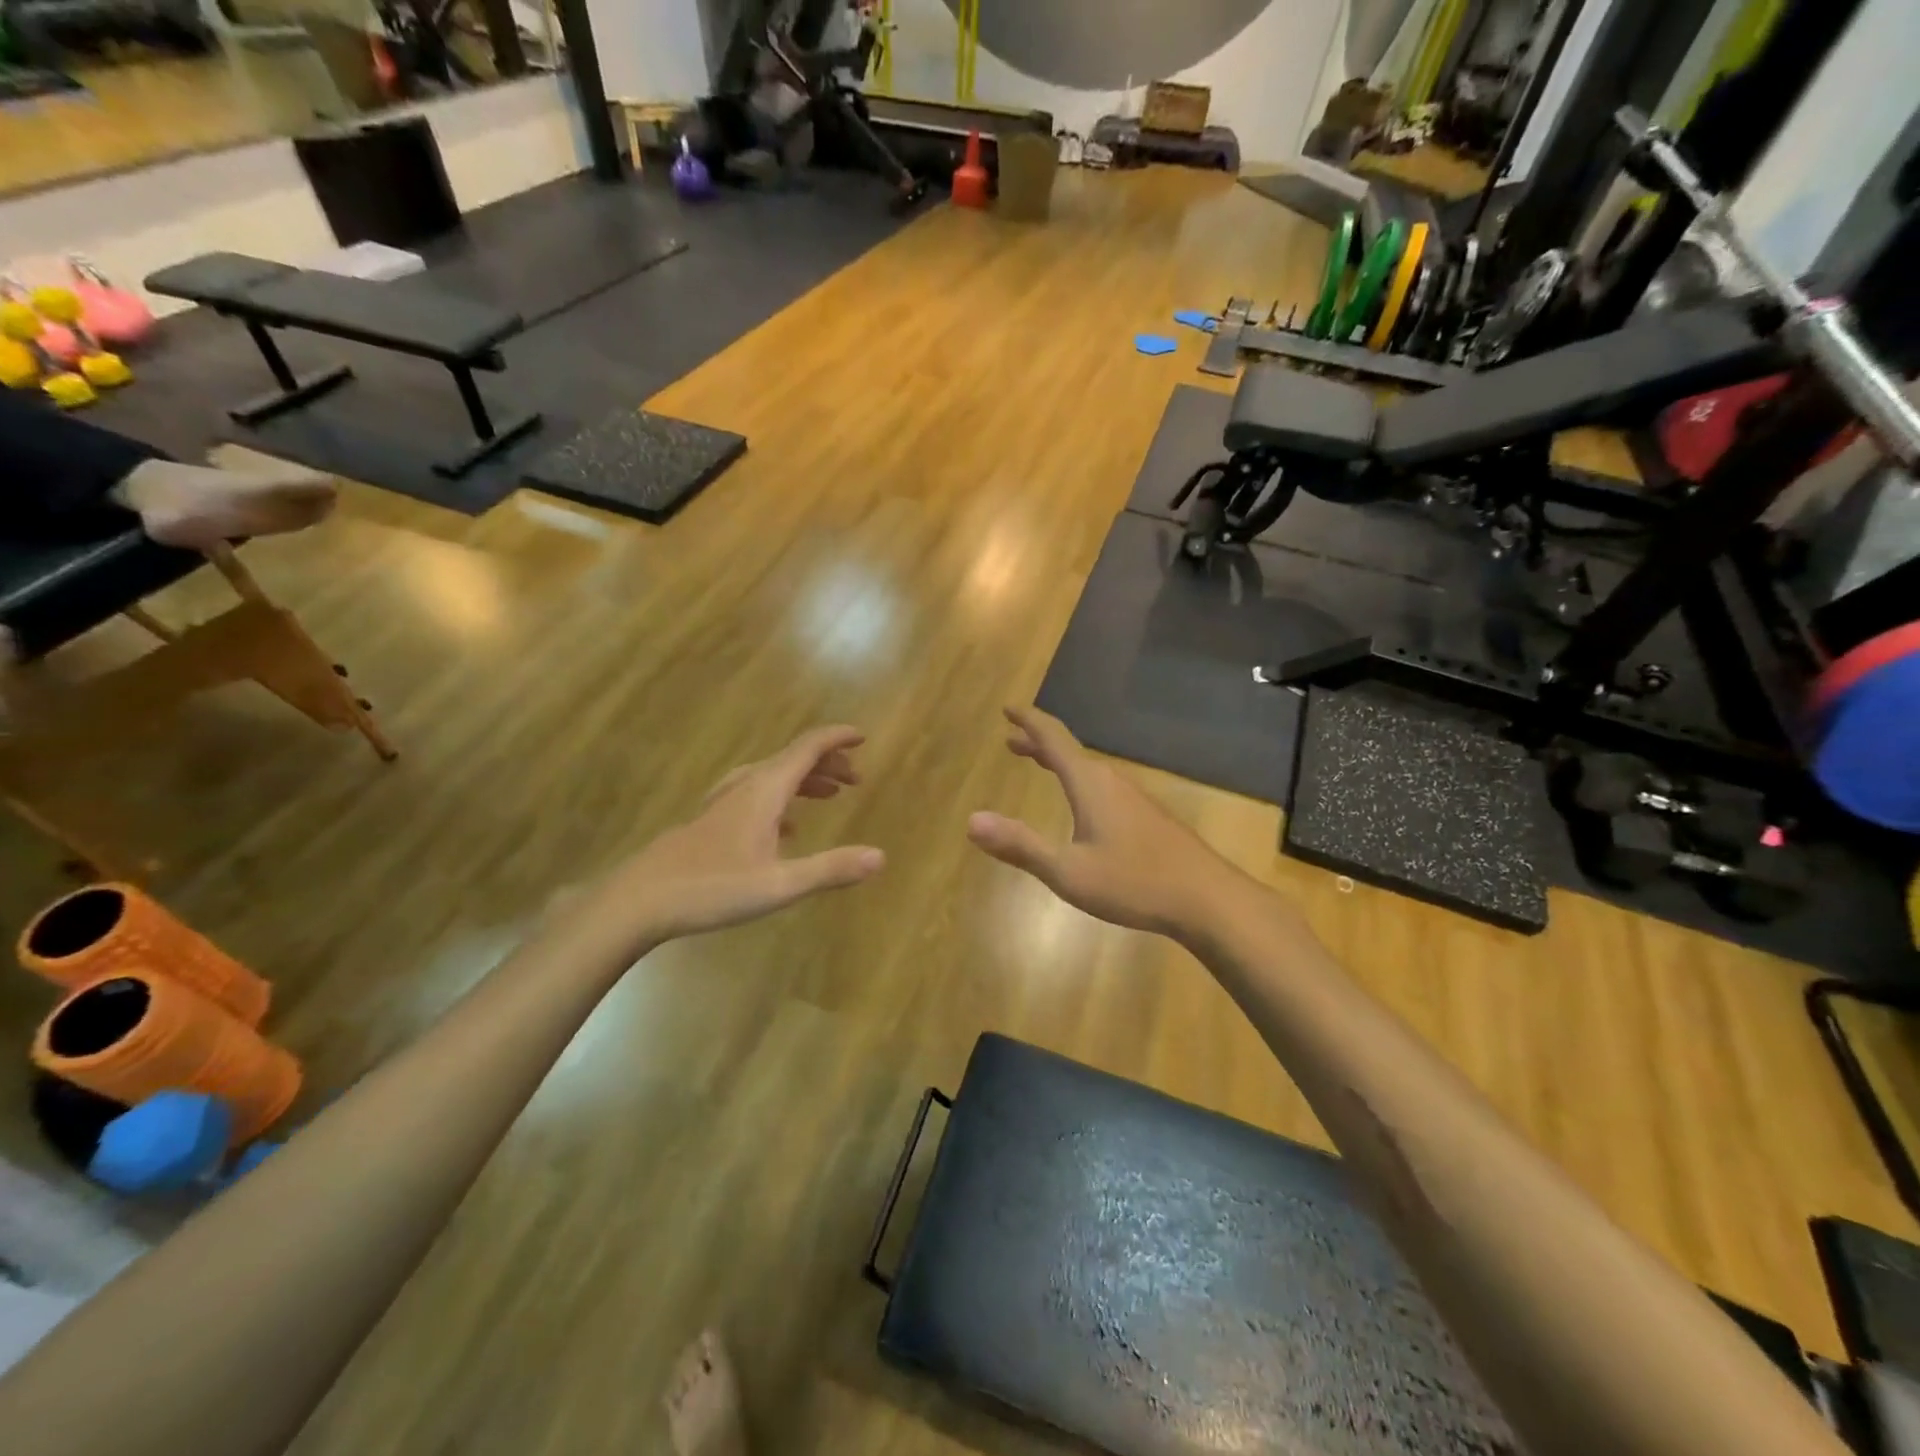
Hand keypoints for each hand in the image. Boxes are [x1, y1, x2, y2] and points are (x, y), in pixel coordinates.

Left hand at [599, 726, 884, 942]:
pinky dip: (782, 800)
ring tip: (830, 796)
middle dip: (827, 763)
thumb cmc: (711, 888)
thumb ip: (830, 869)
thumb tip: (881, 857)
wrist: (638, 900)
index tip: (863, 735)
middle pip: (792, 760)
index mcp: (764, 790)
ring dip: (805, 780)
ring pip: (773, 777)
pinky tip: (787, 828)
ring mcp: (724, 802)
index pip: (807, 748)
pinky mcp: (711, 821)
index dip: (836, 738)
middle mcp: (745, 787)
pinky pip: (756, 796)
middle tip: (856, 779)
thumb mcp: (779, 885)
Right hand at [967, 706, 1245, 940]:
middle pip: (1069, 750)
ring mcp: (1133, 798)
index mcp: (1089, 784)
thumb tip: (971, 821)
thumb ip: (1020, 846)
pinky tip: (1083, 805)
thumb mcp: (1068, 871)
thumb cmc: (1134, 883)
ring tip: (1040, 764)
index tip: (1008, 707)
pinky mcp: (1148, 817)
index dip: (1029, 721)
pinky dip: (1078, 780)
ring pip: (1088, 768)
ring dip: (1059, 762)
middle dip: (1038, 743)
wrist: (1207, 899)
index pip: (1053, 739)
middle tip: (1011, 739)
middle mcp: (1111, 781)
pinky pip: (1102, 785)